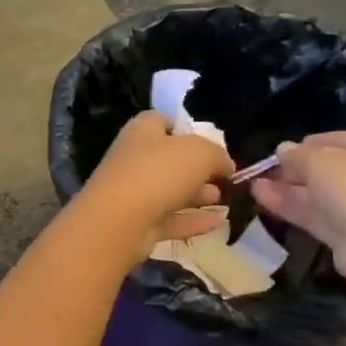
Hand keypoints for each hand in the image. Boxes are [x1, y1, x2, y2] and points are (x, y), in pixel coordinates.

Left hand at [77, 111, 233, 261]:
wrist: (119, 221)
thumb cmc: (159, 172)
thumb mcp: (200, 153)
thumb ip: (217, 154)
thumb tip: (225, 164)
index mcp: (142, 131)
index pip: (162, 121)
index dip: (186, 129)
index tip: (211, 142)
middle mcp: (134, 159)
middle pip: (169, 159)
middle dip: (198, 168)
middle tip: (223, 177)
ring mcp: (133, 193)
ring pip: (170, 191)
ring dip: (197, 195)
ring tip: (224, 199)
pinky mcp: (137, 224)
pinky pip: (170, 219)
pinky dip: (193, 220)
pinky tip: (220, 223)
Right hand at [250, 132, 345, 284]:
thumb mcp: (317, 161)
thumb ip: (296, 154)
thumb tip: (283, 149)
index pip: (330, 140)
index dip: (301, 145)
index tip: (276, 153)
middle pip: (323, 168)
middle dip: (291, 169)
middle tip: (262, 171)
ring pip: (315, 192)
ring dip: (285, 188)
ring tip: (253, 184)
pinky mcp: (345, 231)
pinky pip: (314, 213)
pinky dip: (289, 206)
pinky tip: (261, 199)